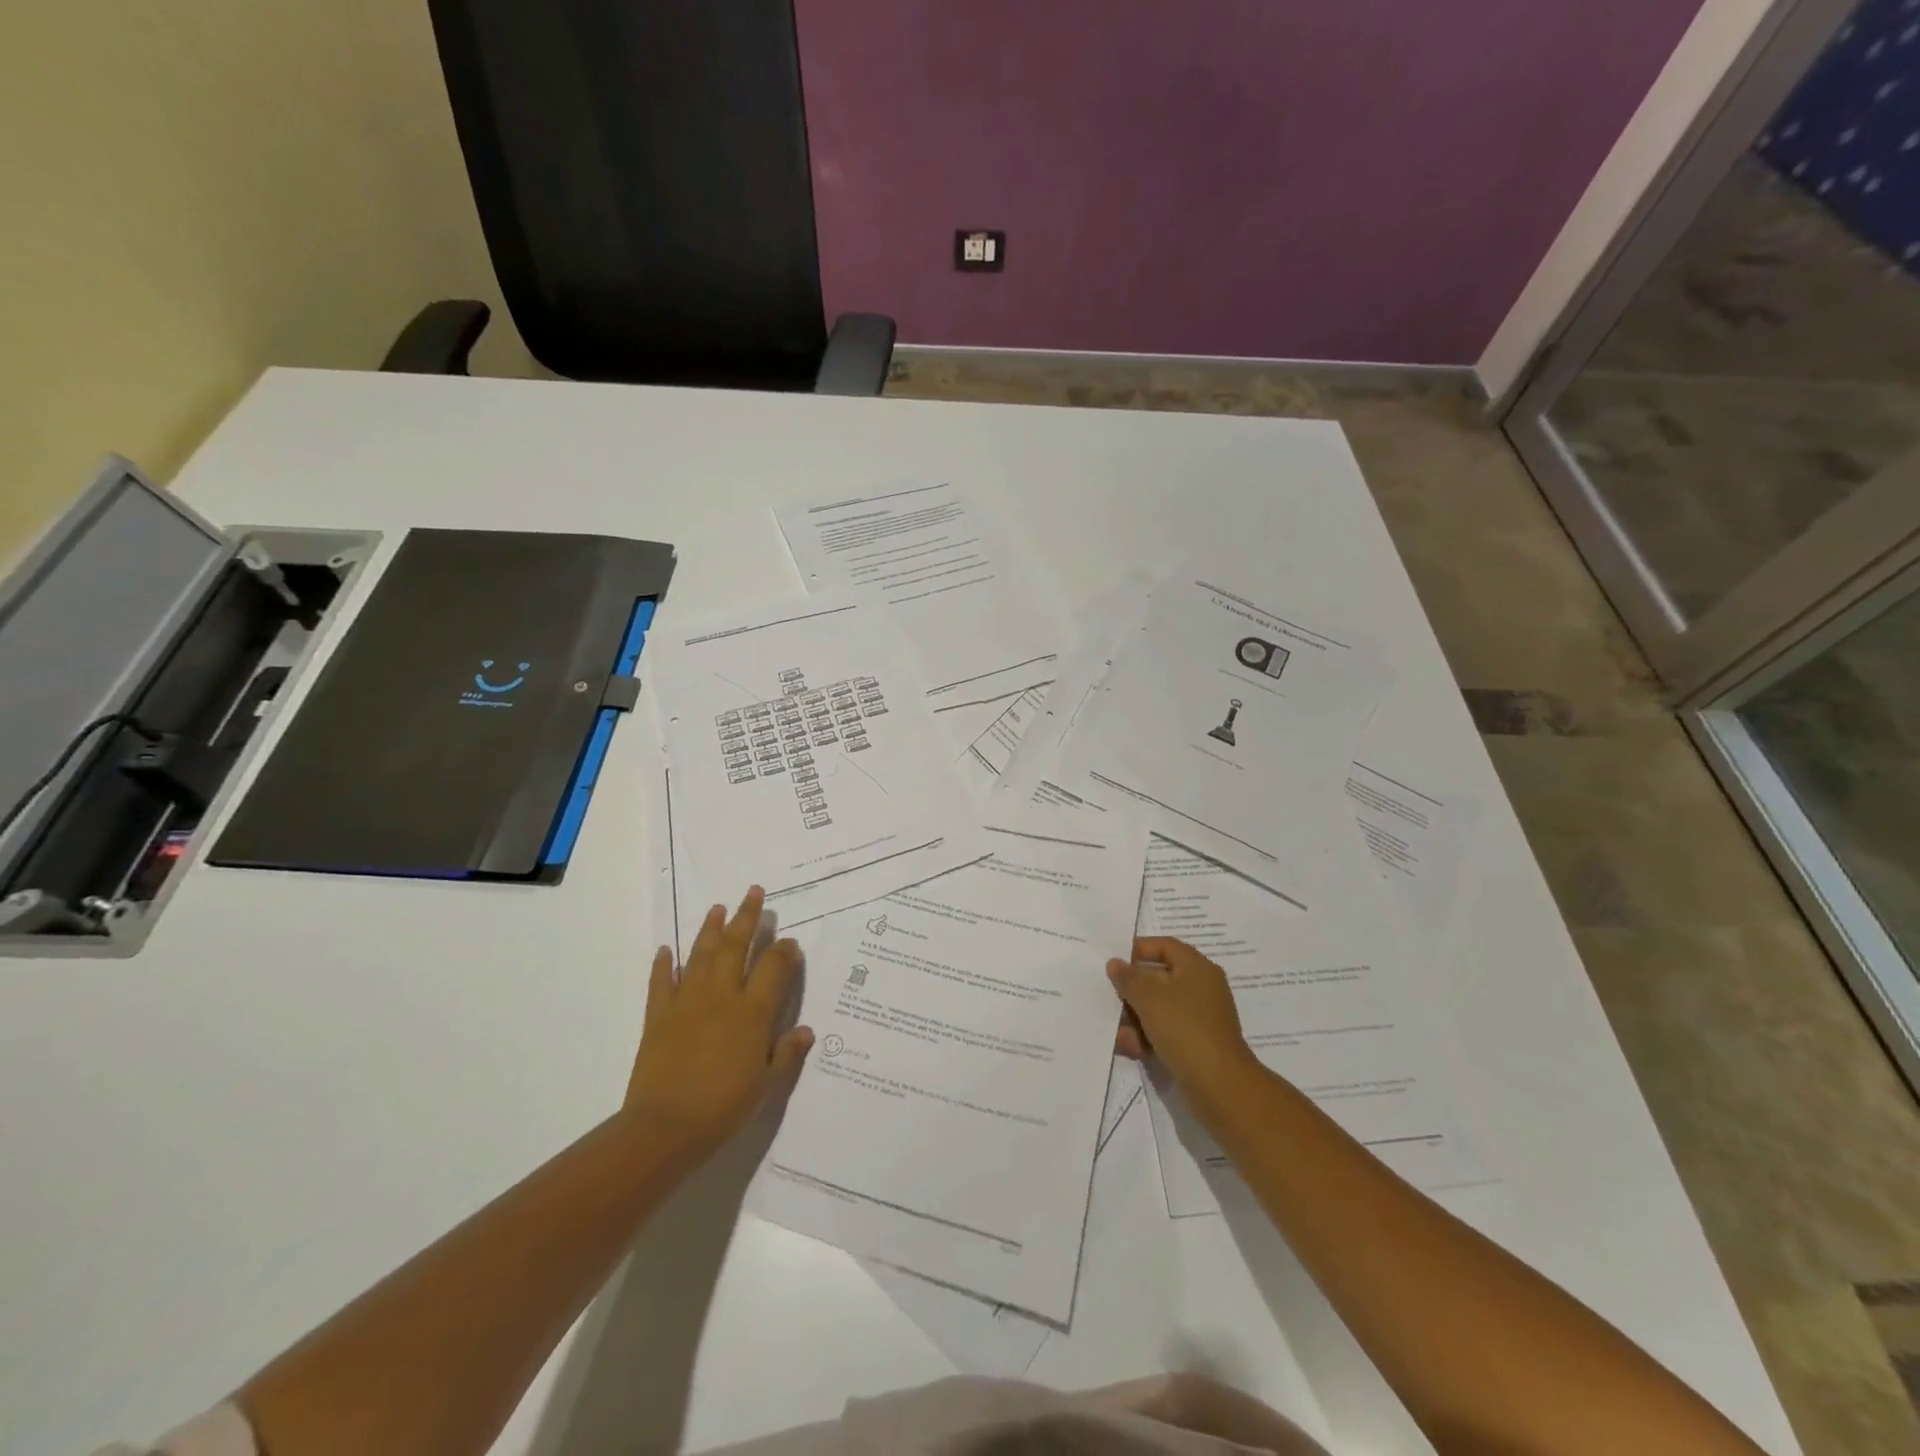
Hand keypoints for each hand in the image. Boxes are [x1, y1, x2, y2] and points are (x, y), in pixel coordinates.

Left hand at [624, 887, 812, 1160]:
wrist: (665, 1129)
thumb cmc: (724, 1108)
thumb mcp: (767, 1085)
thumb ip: (787, 1053)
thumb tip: (806, 1030)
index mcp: (753, 1012)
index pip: (773, 968)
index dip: (784, 951)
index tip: (789, 940)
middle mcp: (722, 997)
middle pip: (735, 946)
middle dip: (747, 918)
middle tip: (754, 892)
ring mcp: (687, 1002)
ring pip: (700, 955)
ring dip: (710, 929)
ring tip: (718, 907)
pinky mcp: (658, 1015)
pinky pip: (661, 983)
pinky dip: (663, 964)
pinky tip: (666, 949)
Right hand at [1108, 936, 1260, 1109]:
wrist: (1219, 1084)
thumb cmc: (1184, 1027)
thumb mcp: (1149, 996)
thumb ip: (1128, 977)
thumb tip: (1116, 963)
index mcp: (1197, 967)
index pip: (1165, 946)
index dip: (1139, 949)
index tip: (1114, 960)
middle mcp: (1201, 988)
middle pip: (1159, 978)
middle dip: (1132, 990)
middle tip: (1109, 996)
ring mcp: (1199, 1018)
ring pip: (1159, 1008)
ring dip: (1135, 1018)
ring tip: (1117, 1032)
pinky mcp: (1195, 1044)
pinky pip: (1165, 1032)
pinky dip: (1147, 1037)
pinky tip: (1129, 1048)